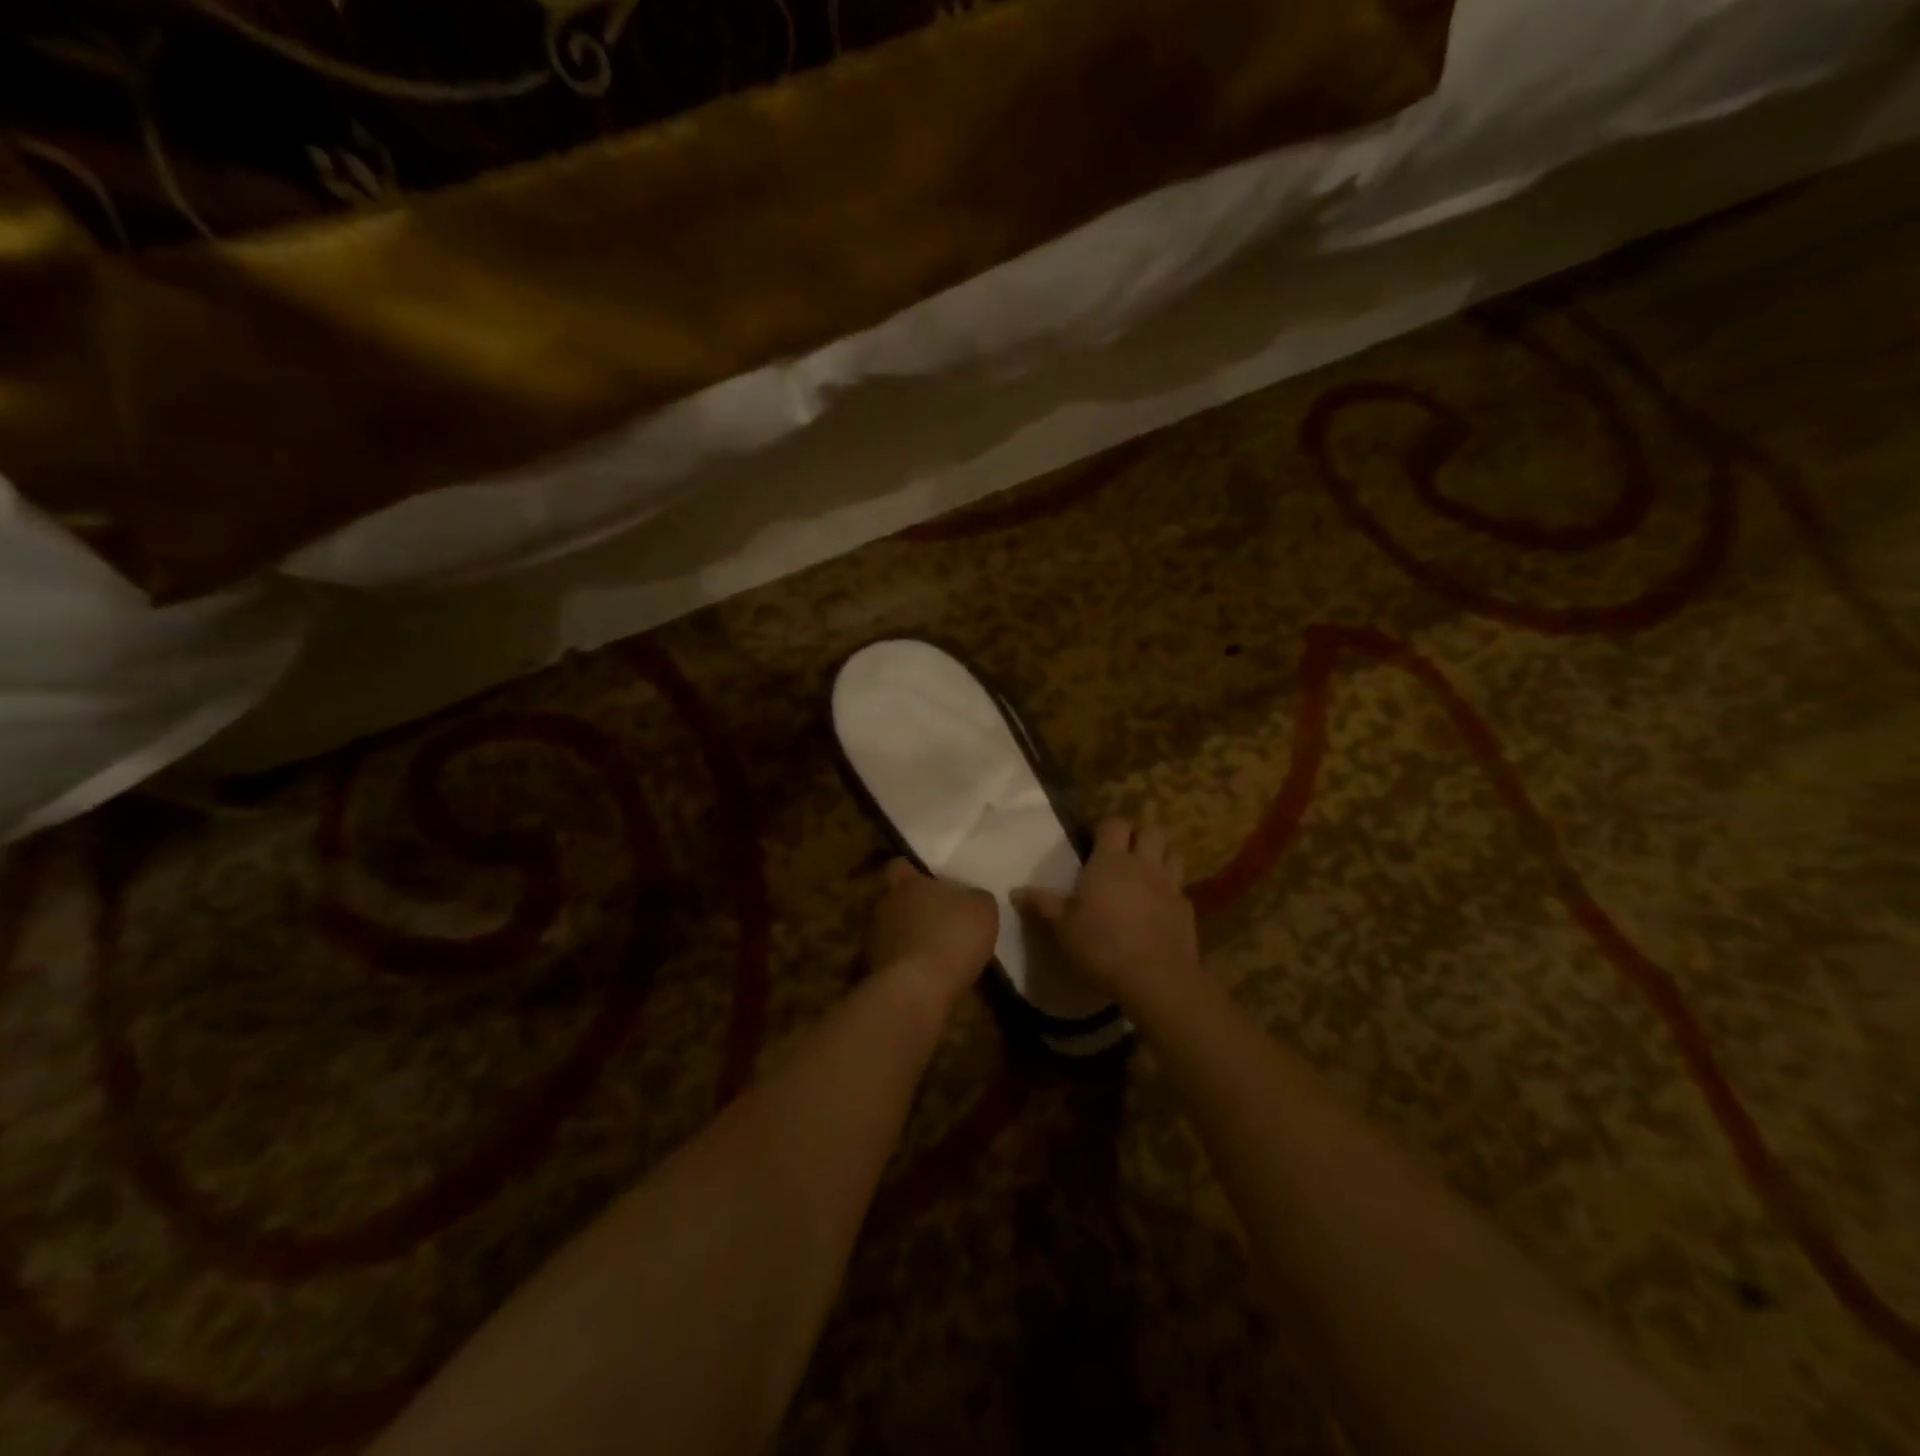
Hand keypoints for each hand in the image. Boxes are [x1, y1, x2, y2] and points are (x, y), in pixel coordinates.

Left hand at [866, 859, 998, 1009]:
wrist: (918, 989)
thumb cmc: (952, 937)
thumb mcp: (982, 910)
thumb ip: (975, 897)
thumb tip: (971, 898)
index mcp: (907, 884)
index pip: (898, 866)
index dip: (911, 872)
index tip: (927, 881)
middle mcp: (884, 906)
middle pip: (894, 900)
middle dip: (910, 908)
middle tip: (935, 919)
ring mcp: (874, 939)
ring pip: (891, 931)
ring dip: (907, 938)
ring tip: (932, 952)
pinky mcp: (873, 970)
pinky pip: (891, 960)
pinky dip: (905, 965)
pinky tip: (926, 976)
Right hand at [1012, 817, 1200, 1010]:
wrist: (1156, 979)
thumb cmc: (1101, 946)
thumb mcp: (1062, 927)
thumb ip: (1041, 905)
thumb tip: (1015, 891)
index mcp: (1111, 862)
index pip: (1115, 823)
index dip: (1106, 827)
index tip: (1094, 840)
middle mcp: (1143, 865)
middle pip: (1151, 831)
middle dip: (1139, 836)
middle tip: (1123, 853)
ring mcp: (1170, 886)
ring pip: (1172, 855)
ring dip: (1160, 858)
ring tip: (1145, 875)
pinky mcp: (1187, 910)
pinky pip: (1180, 890)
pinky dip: (1170, 893)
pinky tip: (1159, 910)